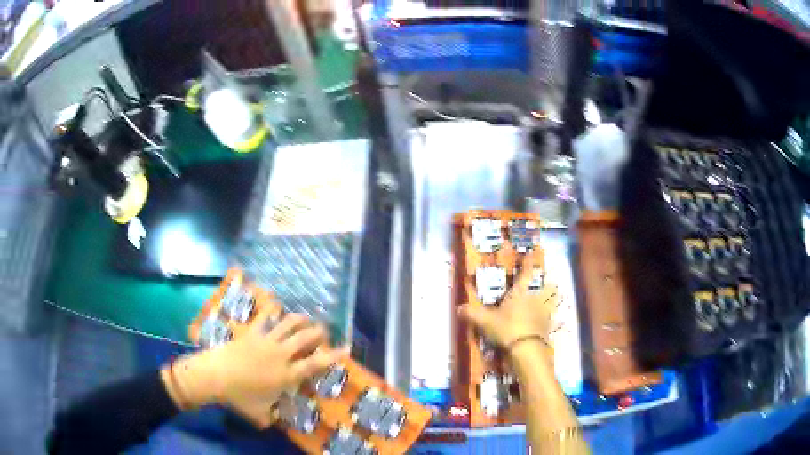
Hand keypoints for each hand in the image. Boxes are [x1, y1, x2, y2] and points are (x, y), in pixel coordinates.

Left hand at [163, 313, 346, 427]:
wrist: (215, 376)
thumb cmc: (240, 397)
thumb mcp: (260, 413)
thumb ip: (271, 418)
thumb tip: (273, 423)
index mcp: (286, 375)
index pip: (315, 363)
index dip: (333, 355)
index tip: (346, 348)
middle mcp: (281, 355)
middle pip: (305, 338)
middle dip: (318, 332)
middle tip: (324, 331)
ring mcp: (266, 341)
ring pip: (288, 324)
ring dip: (300, 319)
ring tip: (306, 318)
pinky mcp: (251, 333)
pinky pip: (264, 317)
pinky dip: (272, 310)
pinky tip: (275, 305)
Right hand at [458, 260, 557, 348]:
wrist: (526, 349)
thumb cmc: (507, 328)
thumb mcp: (485, 321)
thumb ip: (473, 314)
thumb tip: (458, 308)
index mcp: (521, 292)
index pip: (526, 273)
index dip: (529, 262)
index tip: (532, 253)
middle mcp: (536, 299)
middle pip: (548, 286)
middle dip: (548, 284)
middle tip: (546, 283)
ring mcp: (544, 313)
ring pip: (553, 301)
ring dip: (552, 299)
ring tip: (548, 301)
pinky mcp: (548, 327)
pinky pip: (551, 319)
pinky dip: (549, 319)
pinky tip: (544, 322)